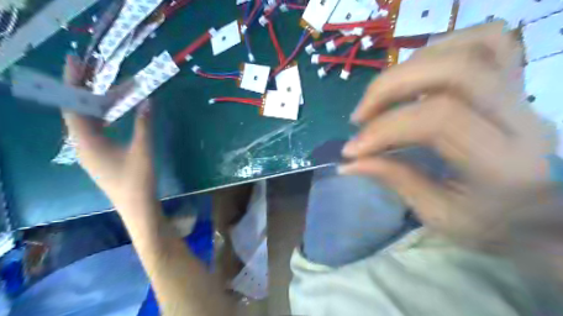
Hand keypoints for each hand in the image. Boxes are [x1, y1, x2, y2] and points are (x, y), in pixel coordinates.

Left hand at [61, 54, 154, 216]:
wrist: (137, 207)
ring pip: (87, 121)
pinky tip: (112, 112)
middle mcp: (82, 145)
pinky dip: (102, 116)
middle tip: (94, 68)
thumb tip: (147, 100)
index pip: (73, 105)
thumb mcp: (143, 149)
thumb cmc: (138, 179)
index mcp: (87, 141)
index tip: (76, 60)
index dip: (73, 81)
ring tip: (105, 86)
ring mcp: (89, 152)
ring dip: (95, 103)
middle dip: (85, 88)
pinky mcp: (98, 157)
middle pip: (77, 110)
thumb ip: (143, 123)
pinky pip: (95, 130)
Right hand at [340, 23, 555, 246]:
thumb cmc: (490, 223)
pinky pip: (485, 40)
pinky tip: (414, 74)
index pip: (437, 121)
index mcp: (502, 163)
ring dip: (408, 67)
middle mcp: (520, 118)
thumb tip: (348, 162)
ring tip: (382, 96)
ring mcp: (522, 93)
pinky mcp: (516, 82)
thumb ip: (394, 179)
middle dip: (389, 88)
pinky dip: (439, 49)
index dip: (384, 129)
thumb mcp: (438, 215)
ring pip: (469, 47)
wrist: (541, 214)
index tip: (352, 150)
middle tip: (359, 116)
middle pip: (453, 71)